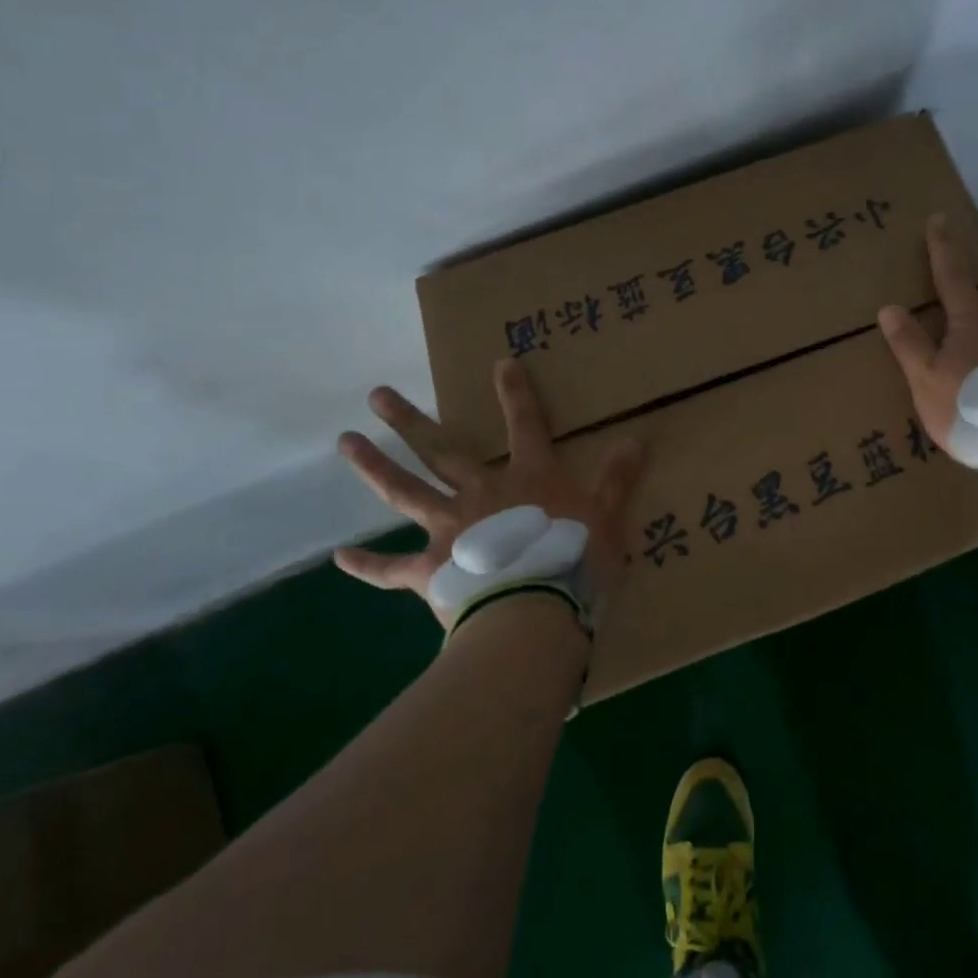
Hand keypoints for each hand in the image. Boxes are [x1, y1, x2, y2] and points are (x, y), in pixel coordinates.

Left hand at [334, 358, 645, 626]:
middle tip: (376, 395)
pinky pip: (391, 569)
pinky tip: (339, 558)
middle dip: (409, 421)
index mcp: (527, 478)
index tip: (501, 363)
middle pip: (440, 450)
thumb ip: (618, 479)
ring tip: (345, 442)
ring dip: (374, 467)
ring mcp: (448, 530)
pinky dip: (367, 565)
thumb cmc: (574, 561)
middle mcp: (480, 493)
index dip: (516, 394)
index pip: (525, 425)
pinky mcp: (429, 571)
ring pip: (406, 492)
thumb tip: (637, 440)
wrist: (532, 614)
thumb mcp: (608, 518)